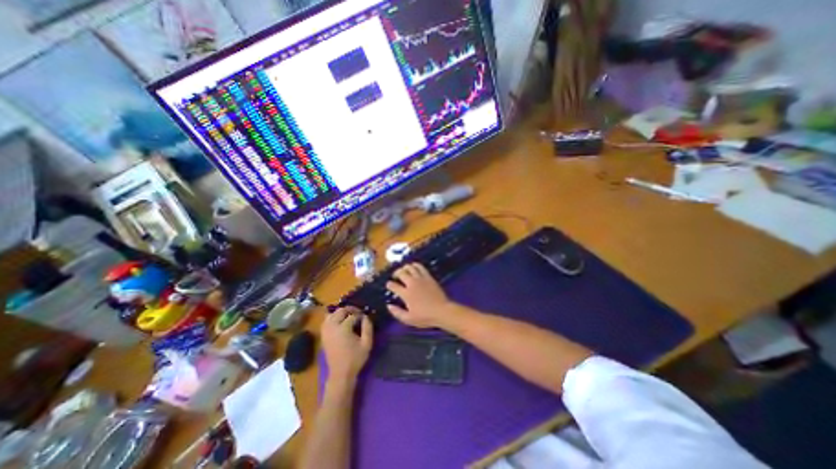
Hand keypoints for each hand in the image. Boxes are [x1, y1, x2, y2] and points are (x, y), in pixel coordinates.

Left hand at [322, 308, 371, 380]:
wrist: (340, 374)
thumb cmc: (355, 359)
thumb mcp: (367, 343)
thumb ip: (368, 327)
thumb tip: (366, 316)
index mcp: (343, 328)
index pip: (353, 315)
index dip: (360, 314)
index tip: (365, 317)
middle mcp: (332, 327)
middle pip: (340, 311)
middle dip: (350, 309)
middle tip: (358, 313)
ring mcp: (326, 331)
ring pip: (331, 314)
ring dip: (340, 312)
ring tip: (349, 315)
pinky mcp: (323, 335)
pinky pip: (326, 321)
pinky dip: (333, 317)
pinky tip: (340, 321)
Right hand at [387, 264, 454, 328]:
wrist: (442, 311)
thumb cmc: (425, 317)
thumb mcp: (408, 319)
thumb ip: (397, 312)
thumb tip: (389, 305)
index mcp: (406, 294)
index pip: (394, 285)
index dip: (389, 285)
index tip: (389, 285)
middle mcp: (412, 283)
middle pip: (401, 273)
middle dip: (396, 273)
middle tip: (395, 276)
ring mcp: (421, 278)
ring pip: (410, 267)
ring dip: (405, 267)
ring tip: (404, 270)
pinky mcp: (428, 276)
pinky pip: (420, 267)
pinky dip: (415, 265)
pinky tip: (414, 267)